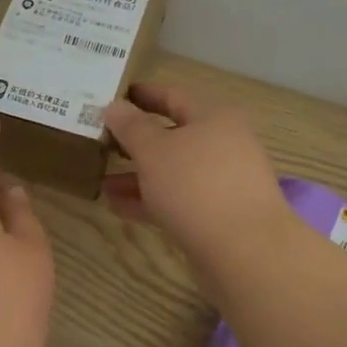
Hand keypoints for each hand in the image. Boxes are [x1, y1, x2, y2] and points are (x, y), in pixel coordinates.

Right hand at [100, 84, 292, 269]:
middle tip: (102, 141)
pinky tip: (118, 206)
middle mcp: (222, 144)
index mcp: (213, 117)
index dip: (142, 95)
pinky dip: (150, 199)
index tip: (114, 95)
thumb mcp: (153, 150)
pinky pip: (178, 198)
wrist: (245, 251)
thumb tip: (114, 106)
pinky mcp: (218, 214)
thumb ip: (130, 126)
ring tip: (102, 180)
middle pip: (173, 135)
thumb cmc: (195, 185)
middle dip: (135, 141)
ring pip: (173, 170)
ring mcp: (222, 181)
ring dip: (138, 174)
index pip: (173, 95)